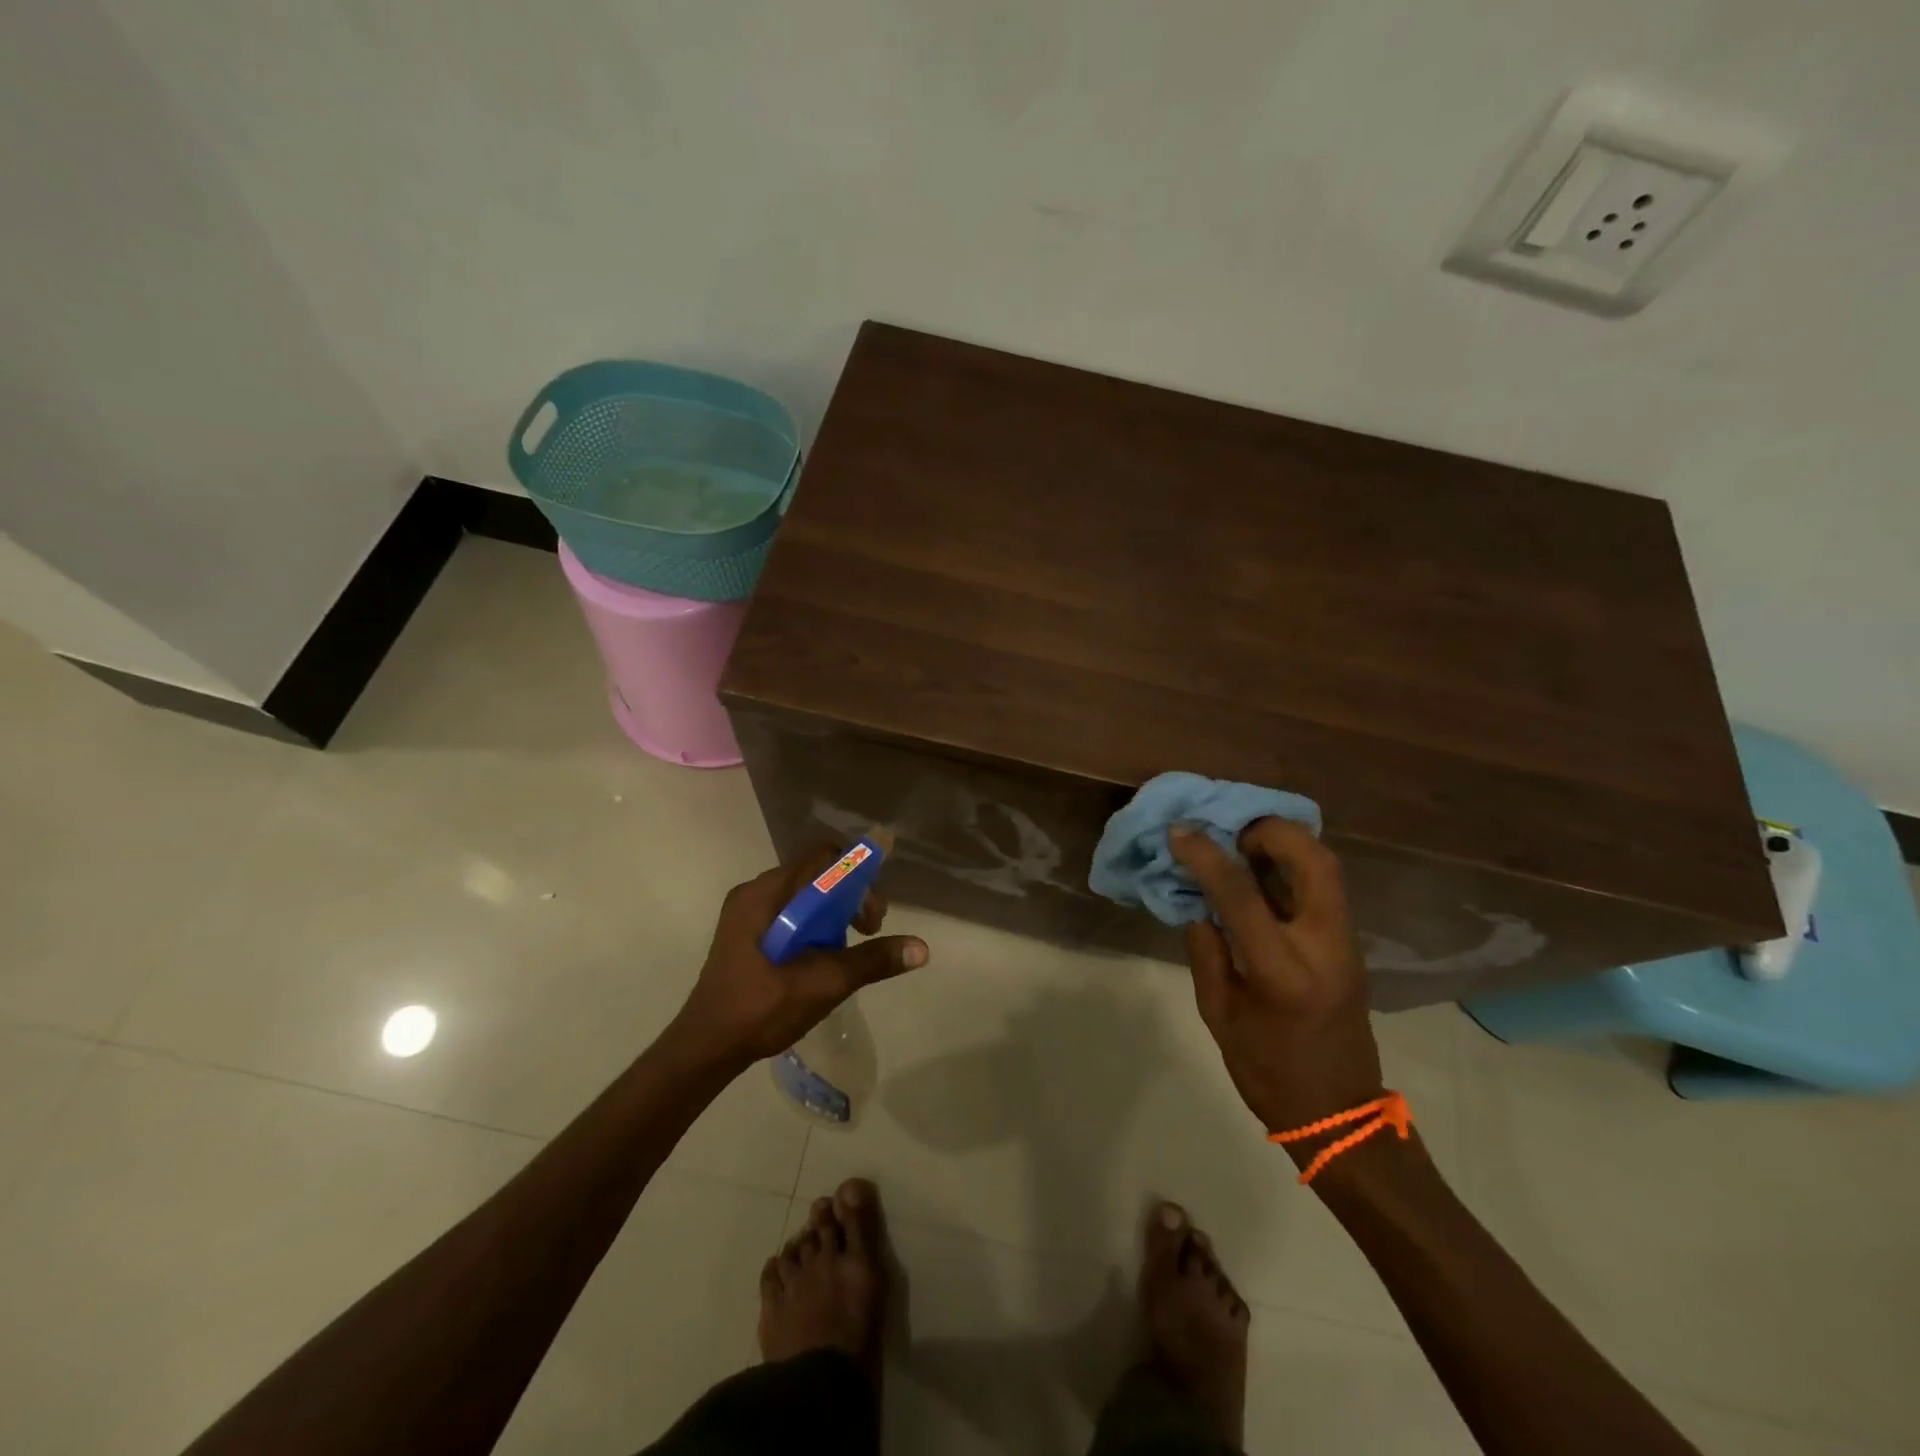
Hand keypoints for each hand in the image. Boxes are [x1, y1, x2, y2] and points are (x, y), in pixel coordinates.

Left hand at [669, 846, 929, 1068]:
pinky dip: (813, 926)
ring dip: (833, 914)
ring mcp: (746, 913)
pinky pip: (789, 912)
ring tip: (847, 951)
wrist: (705, 1048)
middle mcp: (755, 892)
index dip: (857, 873)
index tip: (872, 912)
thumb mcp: (823, 983)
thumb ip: (872, 961)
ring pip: (804, 895)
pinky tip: (822, 958)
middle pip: (816, 874)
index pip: (823, 855)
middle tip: (868, 933)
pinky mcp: (745, 933)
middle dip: (849, 898)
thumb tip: (922, 948)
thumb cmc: (761, 1009)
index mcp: (766, 893)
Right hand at [1170, 819, 1382, 1146]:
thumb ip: (1206, 952)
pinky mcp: (1349, 945)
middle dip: (1271, 831)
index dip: (1207, 856)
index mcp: (1283, 971)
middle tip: (1232, 831)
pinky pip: (1323, 887)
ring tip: (1243, 844)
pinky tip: (1261, 871)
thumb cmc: (1268, 1071)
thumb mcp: (1218, 1014)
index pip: (1242, 895)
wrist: (1338, 1113)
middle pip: (1314, 861)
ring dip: (1286, 844)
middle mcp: (1324, 946)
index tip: (1180, 832)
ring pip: (1327, 868)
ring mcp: (1345, 943)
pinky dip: (1293, 866)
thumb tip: (1199, 904)